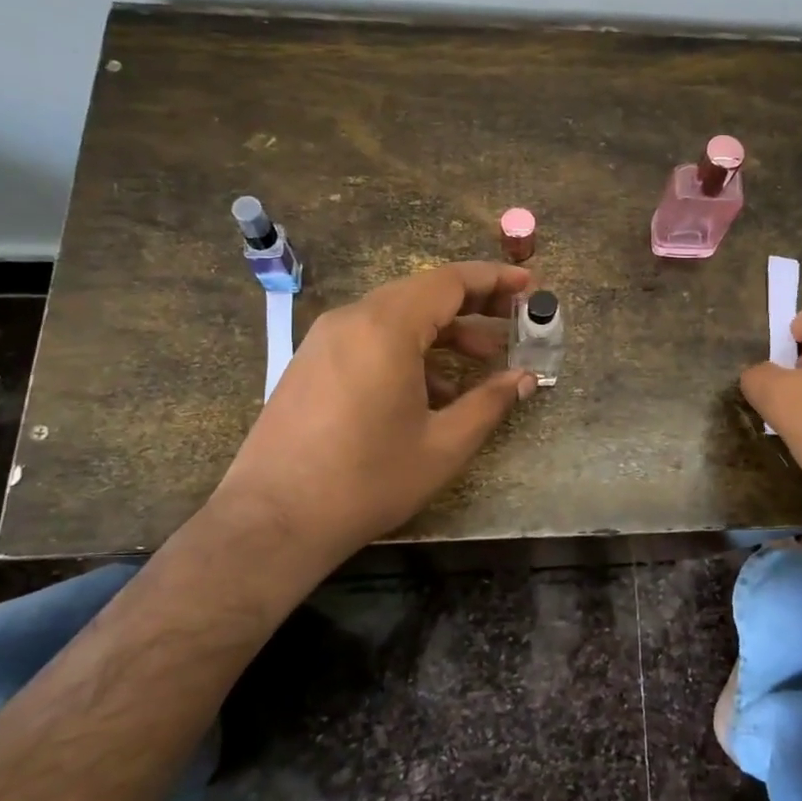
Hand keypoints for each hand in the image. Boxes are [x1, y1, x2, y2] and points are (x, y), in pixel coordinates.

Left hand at [206, 262, 536, 566]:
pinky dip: (408, 348)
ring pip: (396, 316)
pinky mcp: (311, 362)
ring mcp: (325, 339)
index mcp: (385, 327)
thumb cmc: (367, 481)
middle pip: (422, 293)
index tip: (529, 285)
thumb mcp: (443, 445)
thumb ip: (490, 402)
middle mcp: (352, 319)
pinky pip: (370, 337)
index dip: (494, 279)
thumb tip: (526, 377)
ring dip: (442, 330)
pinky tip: (431, 388)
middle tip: (514, 322)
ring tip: (482, 359)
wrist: (272, 521)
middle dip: (473, 305)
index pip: (450, 281)